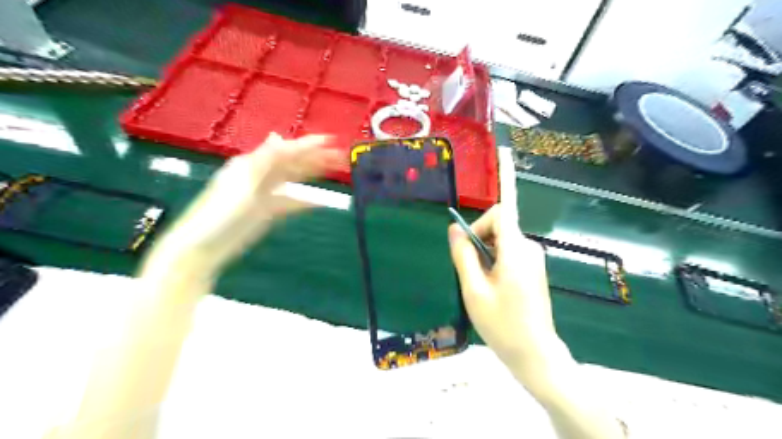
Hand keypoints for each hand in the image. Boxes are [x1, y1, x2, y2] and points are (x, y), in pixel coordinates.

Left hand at [142, 131, 343, 277]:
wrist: (203, 247)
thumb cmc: (219, 213)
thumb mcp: (242, 184)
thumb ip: (262, 161)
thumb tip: (278, 136)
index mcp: (252, 165)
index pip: (286, 151)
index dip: (308, 145)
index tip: (331, 140)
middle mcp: (259, 175)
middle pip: (293, 163)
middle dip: (316, 158)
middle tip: (341, 156)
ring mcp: (264, 194)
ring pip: (294, 180)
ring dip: (313, 175)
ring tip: (335, 172)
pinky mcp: (266, 211)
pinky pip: (290, 201)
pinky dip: (304, 201)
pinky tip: (319, 202)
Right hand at [450, 151, 572, 382]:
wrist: (534, 354)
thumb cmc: (502, 324)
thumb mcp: (473, 290)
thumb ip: (463, 256)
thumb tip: (454, 230)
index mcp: (516, 250)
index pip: (505, 208)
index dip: (500, 185)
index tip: (503, 155)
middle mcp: (528, 247)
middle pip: (499, 224)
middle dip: (478, 237)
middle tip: (467, 267)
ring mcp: (532, 258)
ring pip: (501, 239)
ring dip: (483, 252)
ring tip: (477, 282)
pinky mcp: (531, 268)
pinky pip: (507, 251)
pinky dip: (491, 259)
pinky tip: (487, 284)